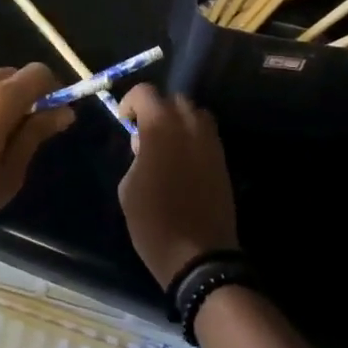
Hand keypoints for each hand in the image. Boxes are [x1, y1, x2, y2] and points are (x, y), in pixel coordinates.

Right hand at [117, 85, 238, 287]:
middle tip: (145, 132)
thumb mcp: (128, 187)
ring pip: (195, 114)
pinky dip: (193, 137)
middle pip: (174, 99)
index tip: (124, 121)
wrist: (198, 255)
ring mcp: (210, 141)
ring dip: (179, 121)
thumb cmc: (153, 221)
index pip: (145, 93)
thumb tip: (144, 144)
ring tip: (167, 144)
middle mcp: (189, 125)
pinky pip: (207, 134)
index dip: (131, 102)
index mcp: (160, 127)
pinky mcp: (222, 159)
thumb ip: (135, 156)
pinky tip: (183, 161)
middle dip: (158, 109)